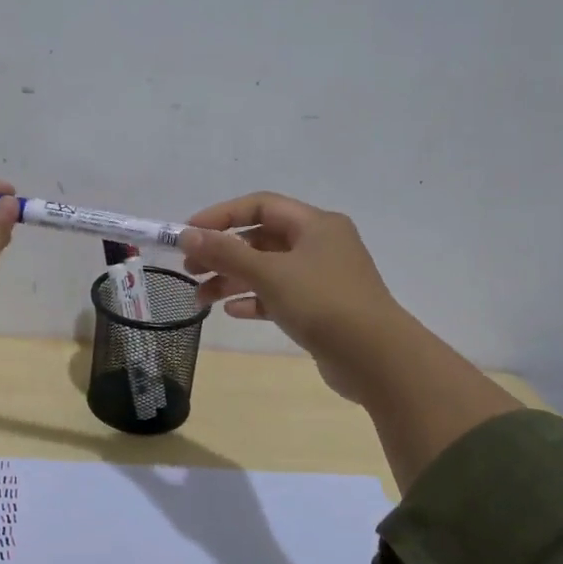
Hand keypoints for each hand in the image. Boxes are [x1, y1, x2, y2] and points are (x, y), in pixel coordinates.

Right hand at [180, 192, 399, 402]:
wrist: (376, 358)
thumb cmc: (322, 302)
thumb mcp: (269, 273)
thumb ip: (226, 253)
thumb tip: (186, 235)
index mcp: (315, 224)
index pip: (260, 205)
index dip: (221, 216)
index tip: (188, 233)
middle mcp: (320, 244)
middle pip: (261, 239)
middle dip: (222, 252)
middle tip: (189, 269)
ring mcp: (322, 278)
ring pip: (267, 269)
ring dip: (232, 280)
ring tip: (200, 299)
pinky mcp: (321, 308)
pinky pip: (279, 296)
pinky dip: (254, 300)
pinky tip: (232, 312)